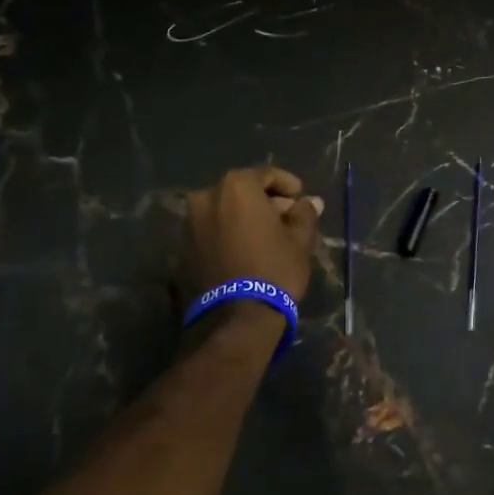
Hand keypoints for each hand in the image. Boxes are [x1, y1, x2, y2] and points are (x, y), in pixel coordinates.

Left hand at [179, 166, 321, 315]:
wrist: (234, 320)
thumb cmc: (273, 269)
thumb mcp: (300, 240)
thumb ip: (304, 214)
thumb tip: (310, 202)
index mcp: (236, 187)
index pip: (267, 174)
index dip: (287, 185)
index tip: (300, 199)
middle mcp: (207, 197)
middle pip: (242, 191)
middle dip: (265, 201)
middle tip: (285, 219)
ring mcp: (190, 224)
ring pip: (224, 211)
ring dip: (244, 218)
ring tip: (266, 237)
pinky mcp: (183, 250)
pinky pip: (211, 231)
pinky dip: (228, 234)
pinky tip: (245, 251)